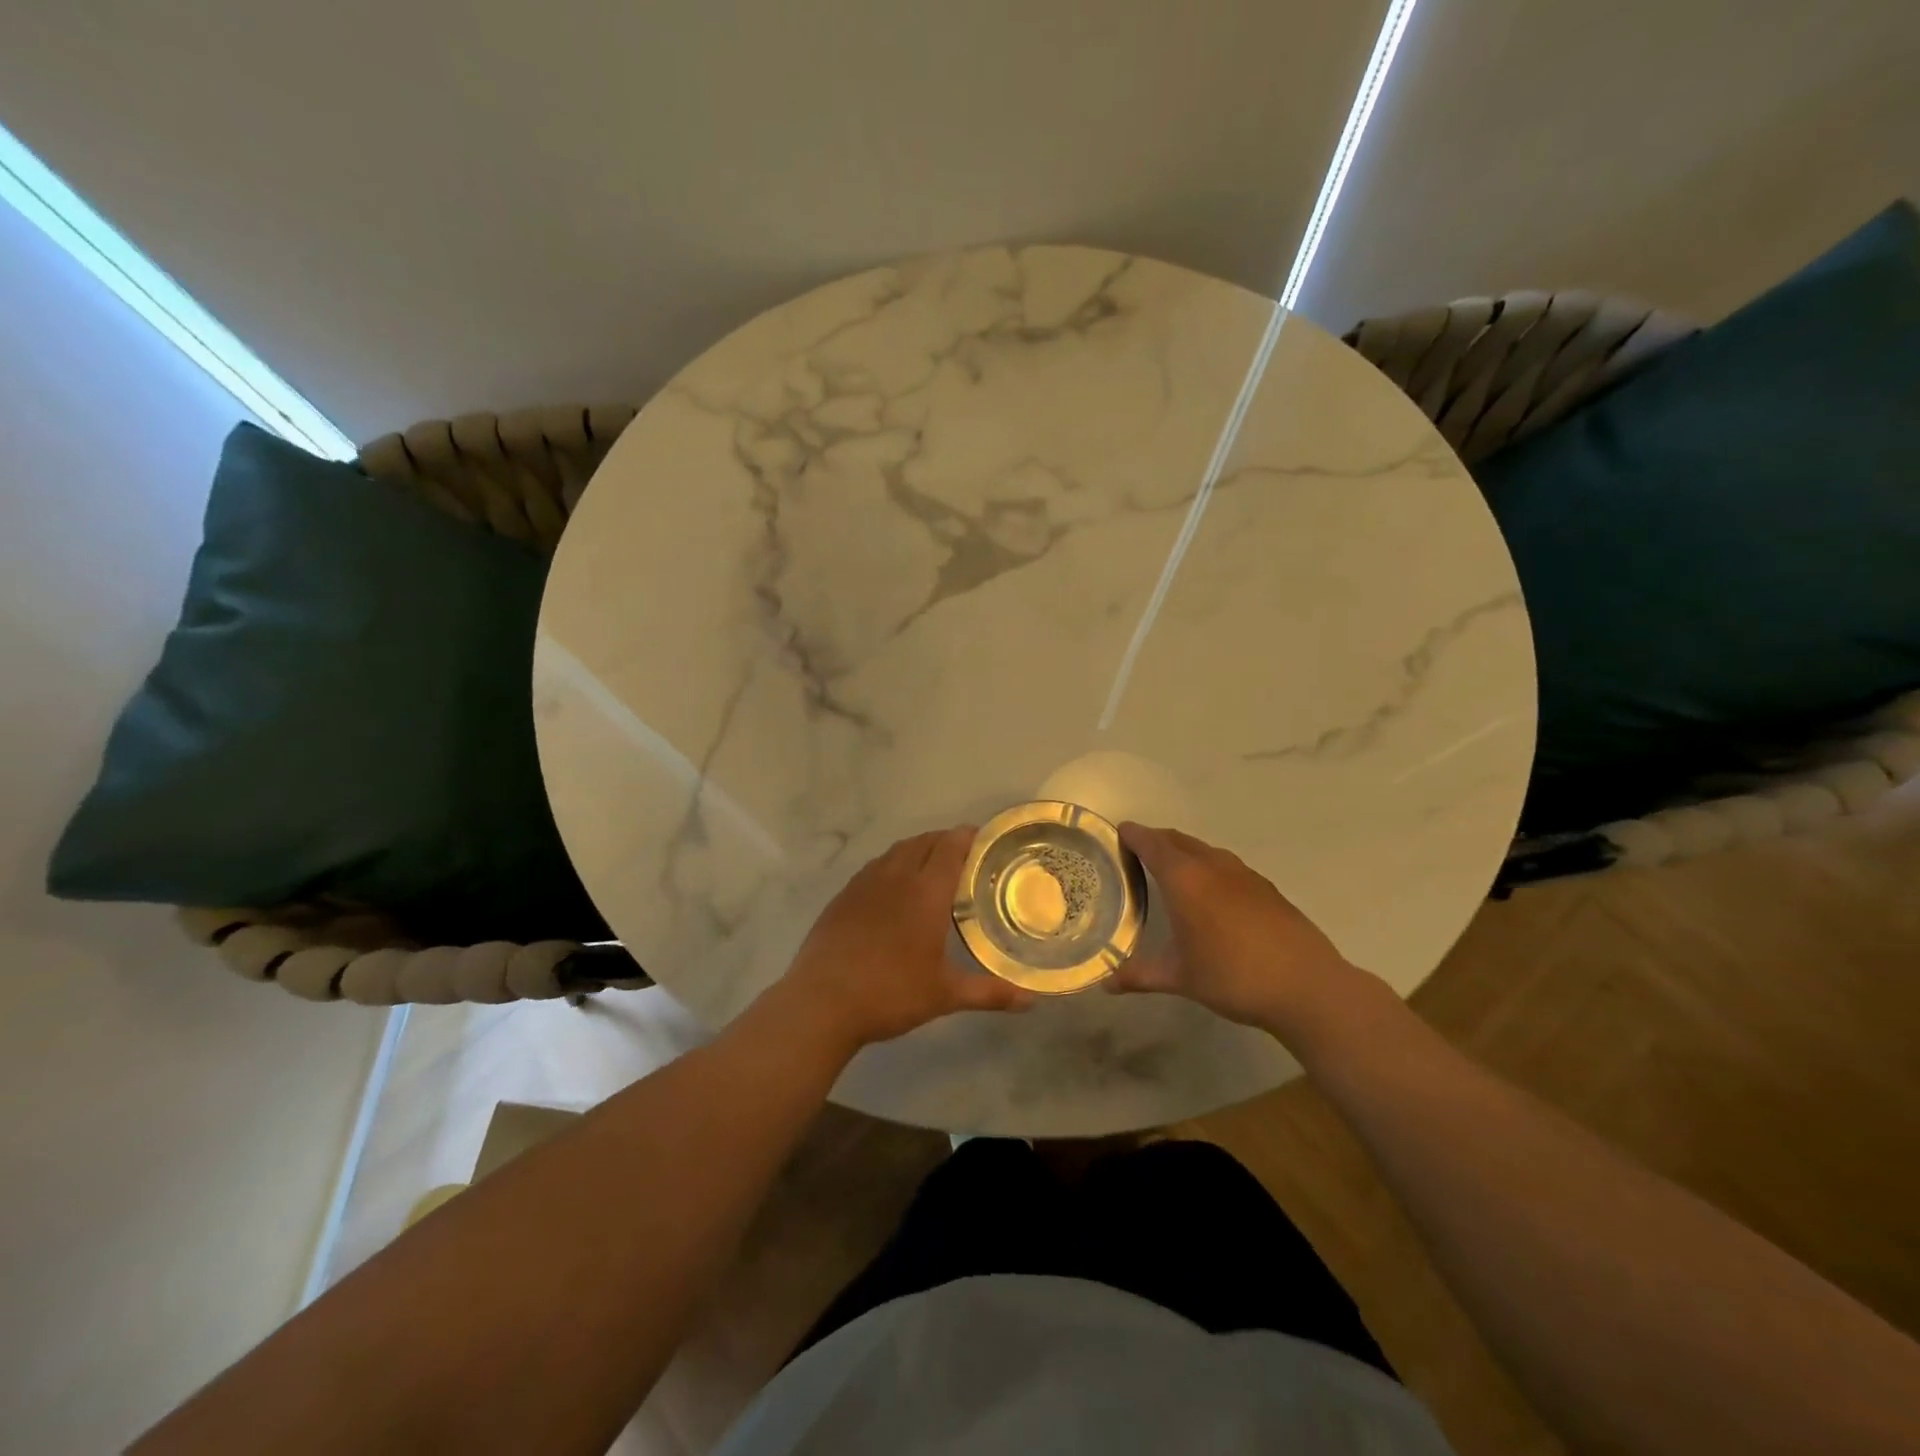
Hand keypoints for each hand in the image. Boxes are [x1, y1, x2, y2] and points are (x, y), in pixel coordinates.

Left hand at [773, 827, 1033, 1051]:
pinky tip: (892, 887)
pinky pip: (874, 867)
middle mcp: (896, 877)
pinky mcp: (843, 896)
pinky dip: (891, 865)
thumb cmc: (891, 993)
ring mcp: (864, 883)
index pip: (950, 847)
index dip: (967, 836)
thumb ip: (989, 992)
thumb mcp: (945, 995)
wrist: (822, 1002)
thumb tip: (1032, 1001)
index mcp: (925, 892)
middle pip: (924, 842)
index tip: (982, 837)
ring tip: (930, 865)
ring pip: (896, 851)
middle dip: (945, 840)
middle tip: (963, 854)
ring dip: (917, 849)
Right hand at [1109, 822, 1366, 1037]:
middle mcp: (1212, 866)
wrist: (1306, 986)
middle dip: (1156, 840)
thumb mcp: (1180, 977)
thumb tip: (1107, 983)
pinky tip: (1211, 893)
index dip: (1134, 835)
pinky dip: (1209, 867)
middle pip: (1178, 840)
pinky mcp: (1266, 888)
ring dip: (1184, 851)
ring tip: (1171, 869)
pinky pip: (1226, 865)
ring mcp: (1244, 875)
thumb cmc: (1232, 976)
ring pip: (1205, 850)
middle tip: (1138, 850)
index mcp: (1185, 879)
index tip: (1119, 832)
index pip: (1152, 844)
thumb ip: (1140, 975)